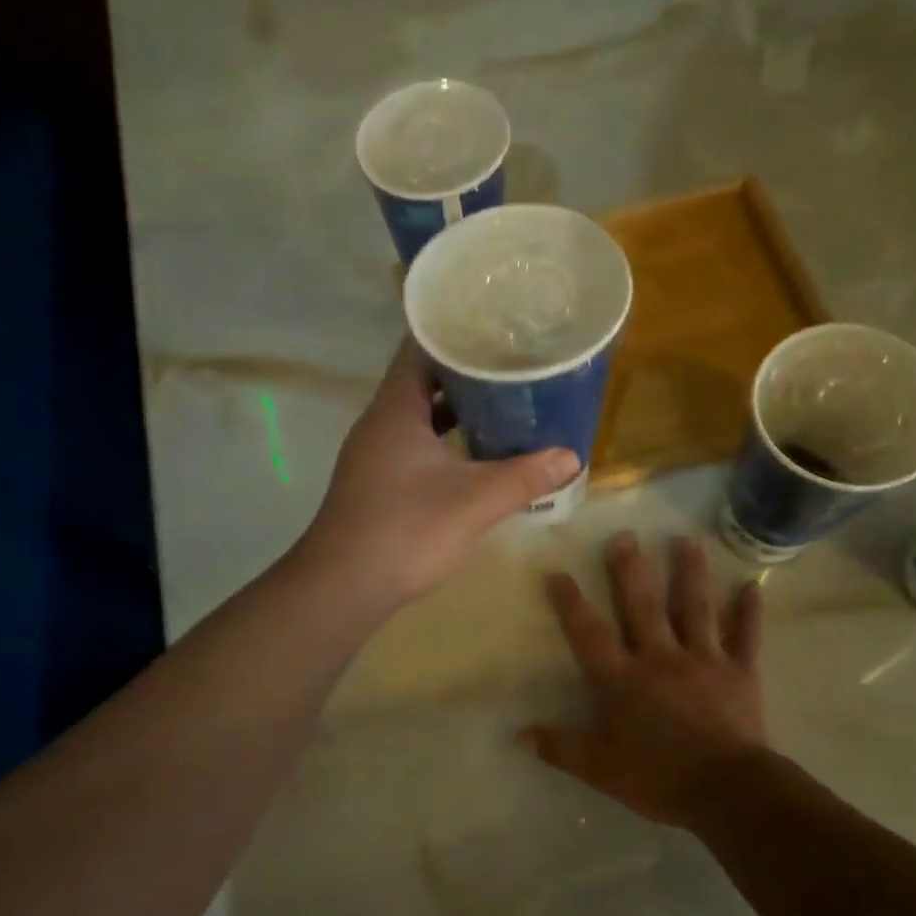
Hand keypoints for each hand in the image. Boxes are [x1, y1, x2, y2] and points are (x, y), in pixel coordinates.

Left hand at [294, 340, 579, 612]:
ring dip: (458, 409)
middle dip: (467, 372)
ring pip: (420, 416)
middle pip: (423, 379)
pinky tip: (476, 453)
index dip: (457, 332)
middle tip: (515, 365)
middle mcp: (380, 422)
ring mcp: (376, 453)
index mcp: (395, 409)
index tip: (498, 327)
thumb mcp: (475, 501)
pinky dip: (446, 441)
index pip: (421, 348)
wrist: (343, 588)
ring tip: (505, 403)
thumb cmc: (406, 531)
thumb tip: (572, 457)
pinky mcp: (378, 481)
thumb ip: (525, 476)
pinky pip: (416, 444)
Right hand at [522, 533, 768, 826]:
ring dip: (691, 573)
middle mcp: (661, 657)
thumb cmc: (658, 777)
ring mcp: (704, 660)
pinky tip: (752, 585)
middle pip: (642, 606)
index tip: (558, 572)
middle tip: (626, 535)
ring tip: (687, 539)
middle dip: (631, 569)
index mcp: (624, 678)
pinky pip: (746, 636)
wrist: (727, 791)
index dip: (572, 603)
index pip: (590, 633)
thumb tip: (517, 735)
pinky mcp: (740, 672)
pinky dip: (749, 611)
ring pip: (695, 608)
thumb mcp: (600, 768)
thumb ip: (560, 747)